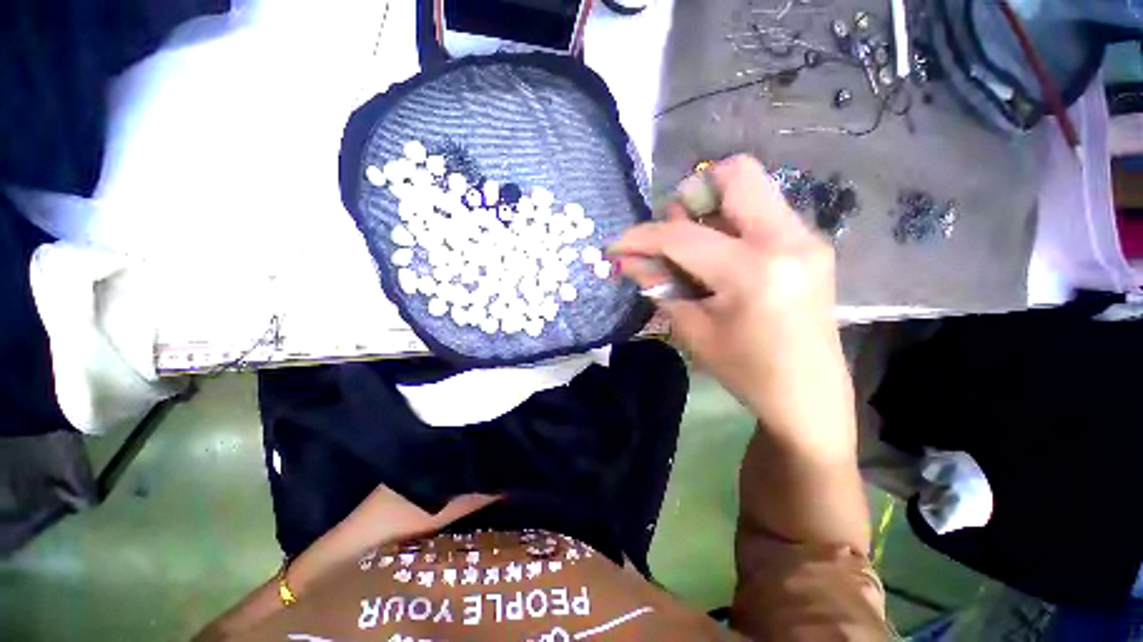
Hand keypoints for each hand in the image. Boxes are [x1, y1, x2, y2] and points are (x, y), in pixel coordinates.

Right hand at [610, 155, 854, 456]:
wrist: (808, 396)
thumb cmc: (746, 371)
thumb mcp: (693, 329)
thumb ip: (658, 285)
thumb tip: (626, 260)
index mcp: (754, 270)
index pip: (683, 236)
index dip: (642, 237)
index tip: (616, 245)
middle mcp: (788, 238)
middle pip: (736, 174)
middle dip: (689, 196)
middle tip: (670, 232)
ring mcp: (806, 237)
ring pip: (750, 190)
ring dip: (710, 210)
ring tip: (692, 250)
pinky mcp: (809, 244)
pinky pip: (761, 212)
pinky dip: (729, 224)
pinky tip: (719, 258)